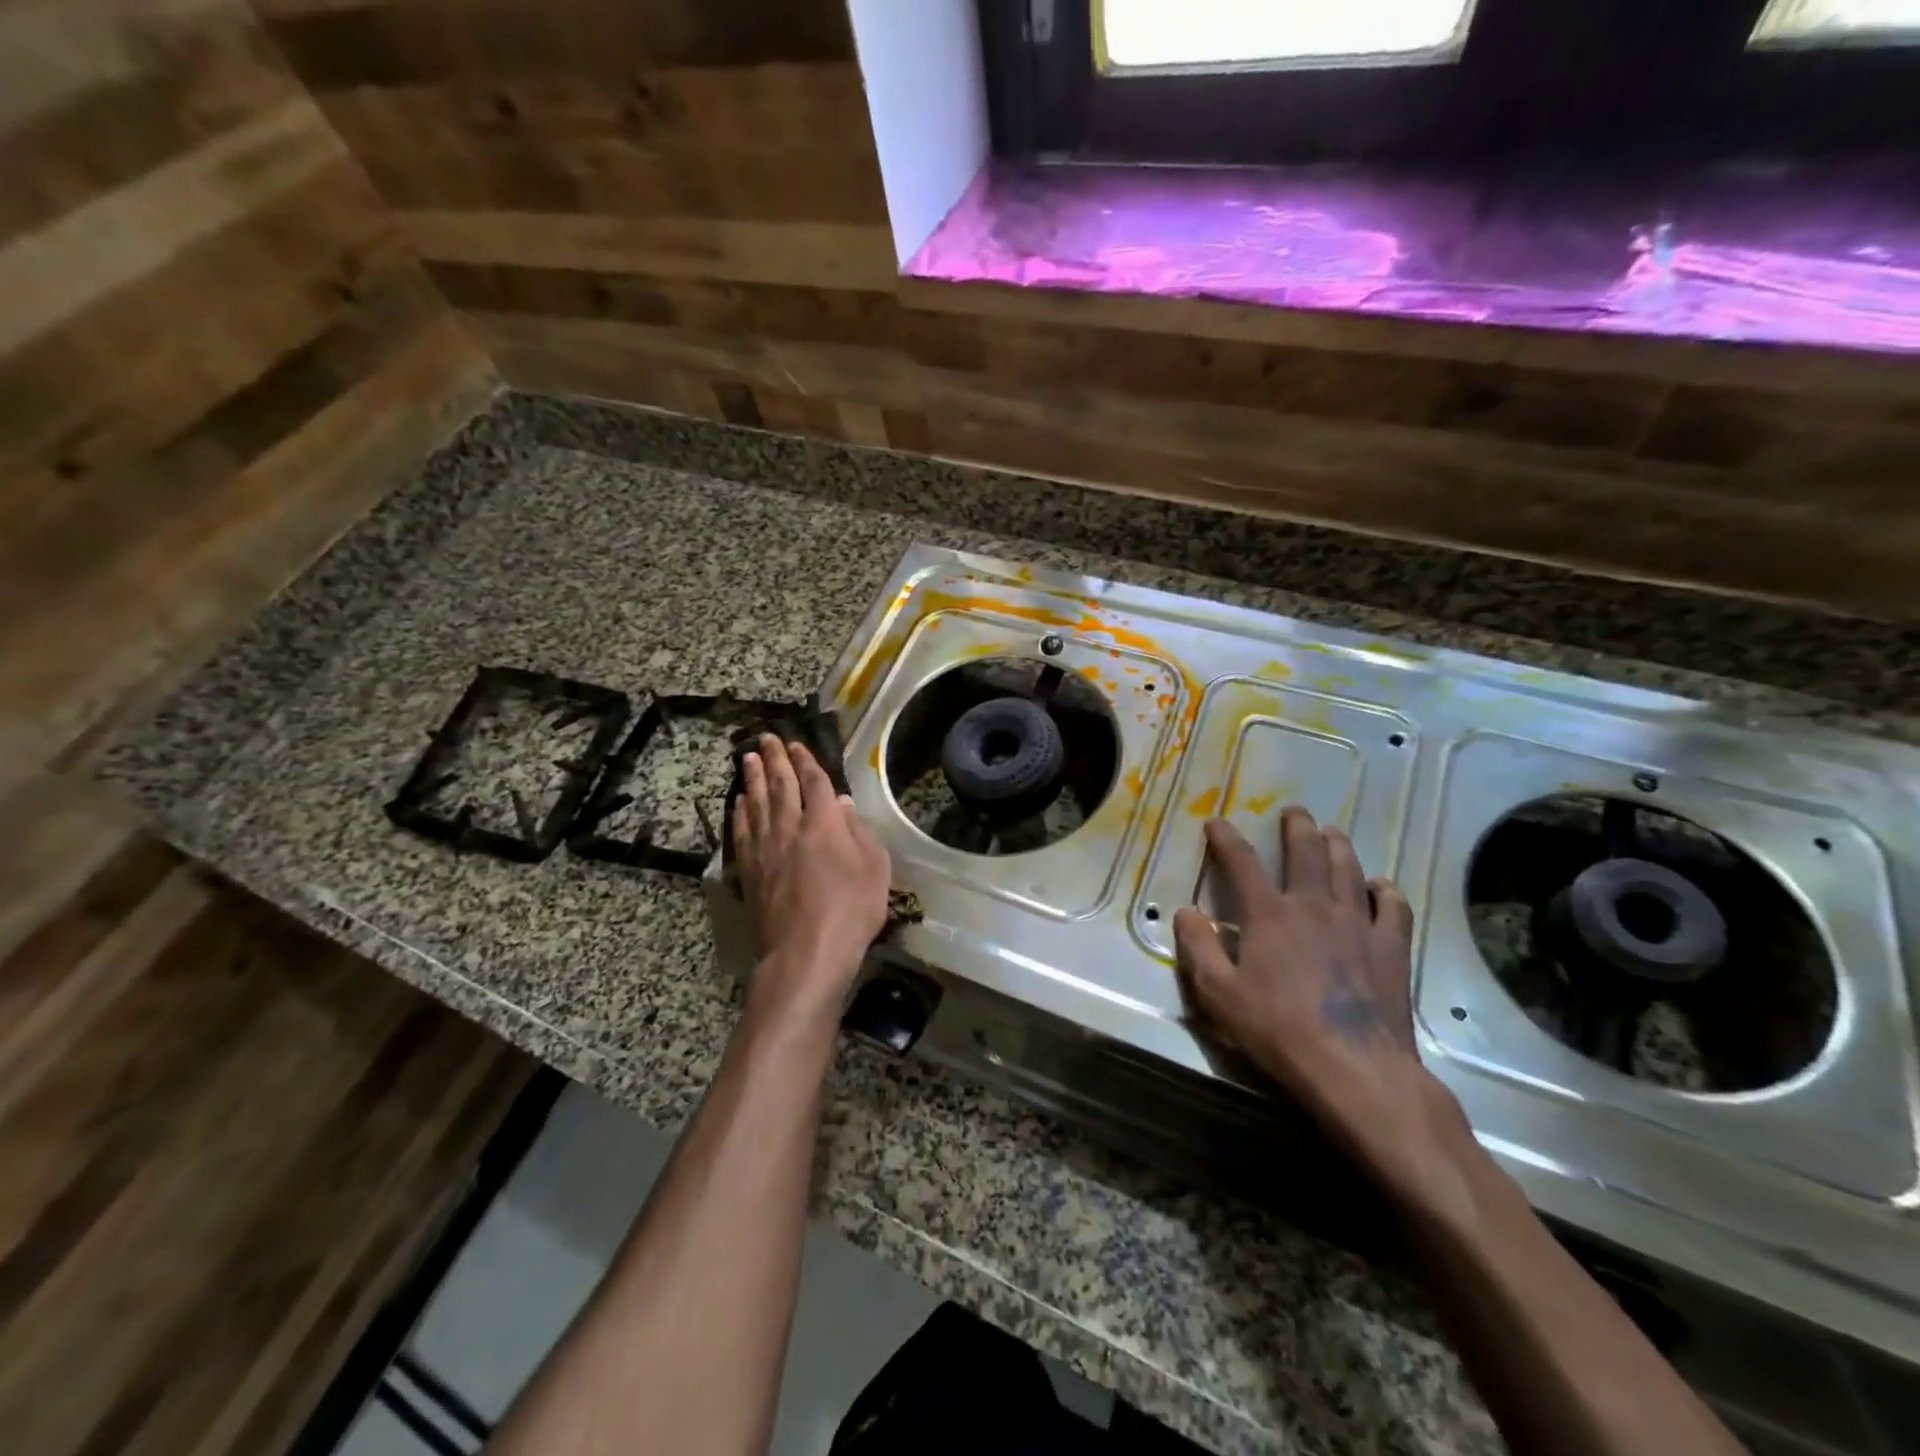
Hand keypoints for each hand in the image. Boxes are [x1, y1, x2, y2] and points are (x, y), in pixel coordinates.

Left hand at [732, 735, 890, 1020]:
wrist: (805, 953)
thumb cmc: (851, 911)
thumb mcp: (875, 869)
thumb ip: (859, 832)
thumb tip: (841, 804)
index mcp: (824, 823)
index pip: (813, 781)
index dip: (806, 760)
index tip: (797, 744)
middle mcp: (790, 827)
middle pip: (780, 784)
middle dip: (774, 758)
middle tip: (766, 738)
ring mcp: (766, 848)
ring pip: (757, 802)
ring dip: (752, 777)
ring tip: (747, 757)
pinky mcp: (750, 870)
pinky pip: (742, 831)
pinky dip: (740, 812)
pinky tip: (739, 802)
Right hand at [1174, 808, 1482, 1218]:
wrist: (1354, 1069)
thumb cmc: (1277, 1030)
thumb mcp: (1218, 994)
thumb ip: (1199, 948)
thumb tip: (1186, 912)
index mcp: (1269, 915)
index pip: (1242, 862)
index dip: (1226, 838)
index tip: (1216, 822)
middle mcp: (1314, 906)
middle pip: (1307, 852)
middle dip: (1297, 827)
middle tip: (1294, 811)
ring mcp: (1358, 924)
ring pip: (1349, 870)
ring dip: (1339, 846)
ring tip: (1332, 832)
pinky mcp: (1391, 949)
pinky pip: (1393, 908)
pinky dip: (1385, 891)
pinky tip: (1380, 886)